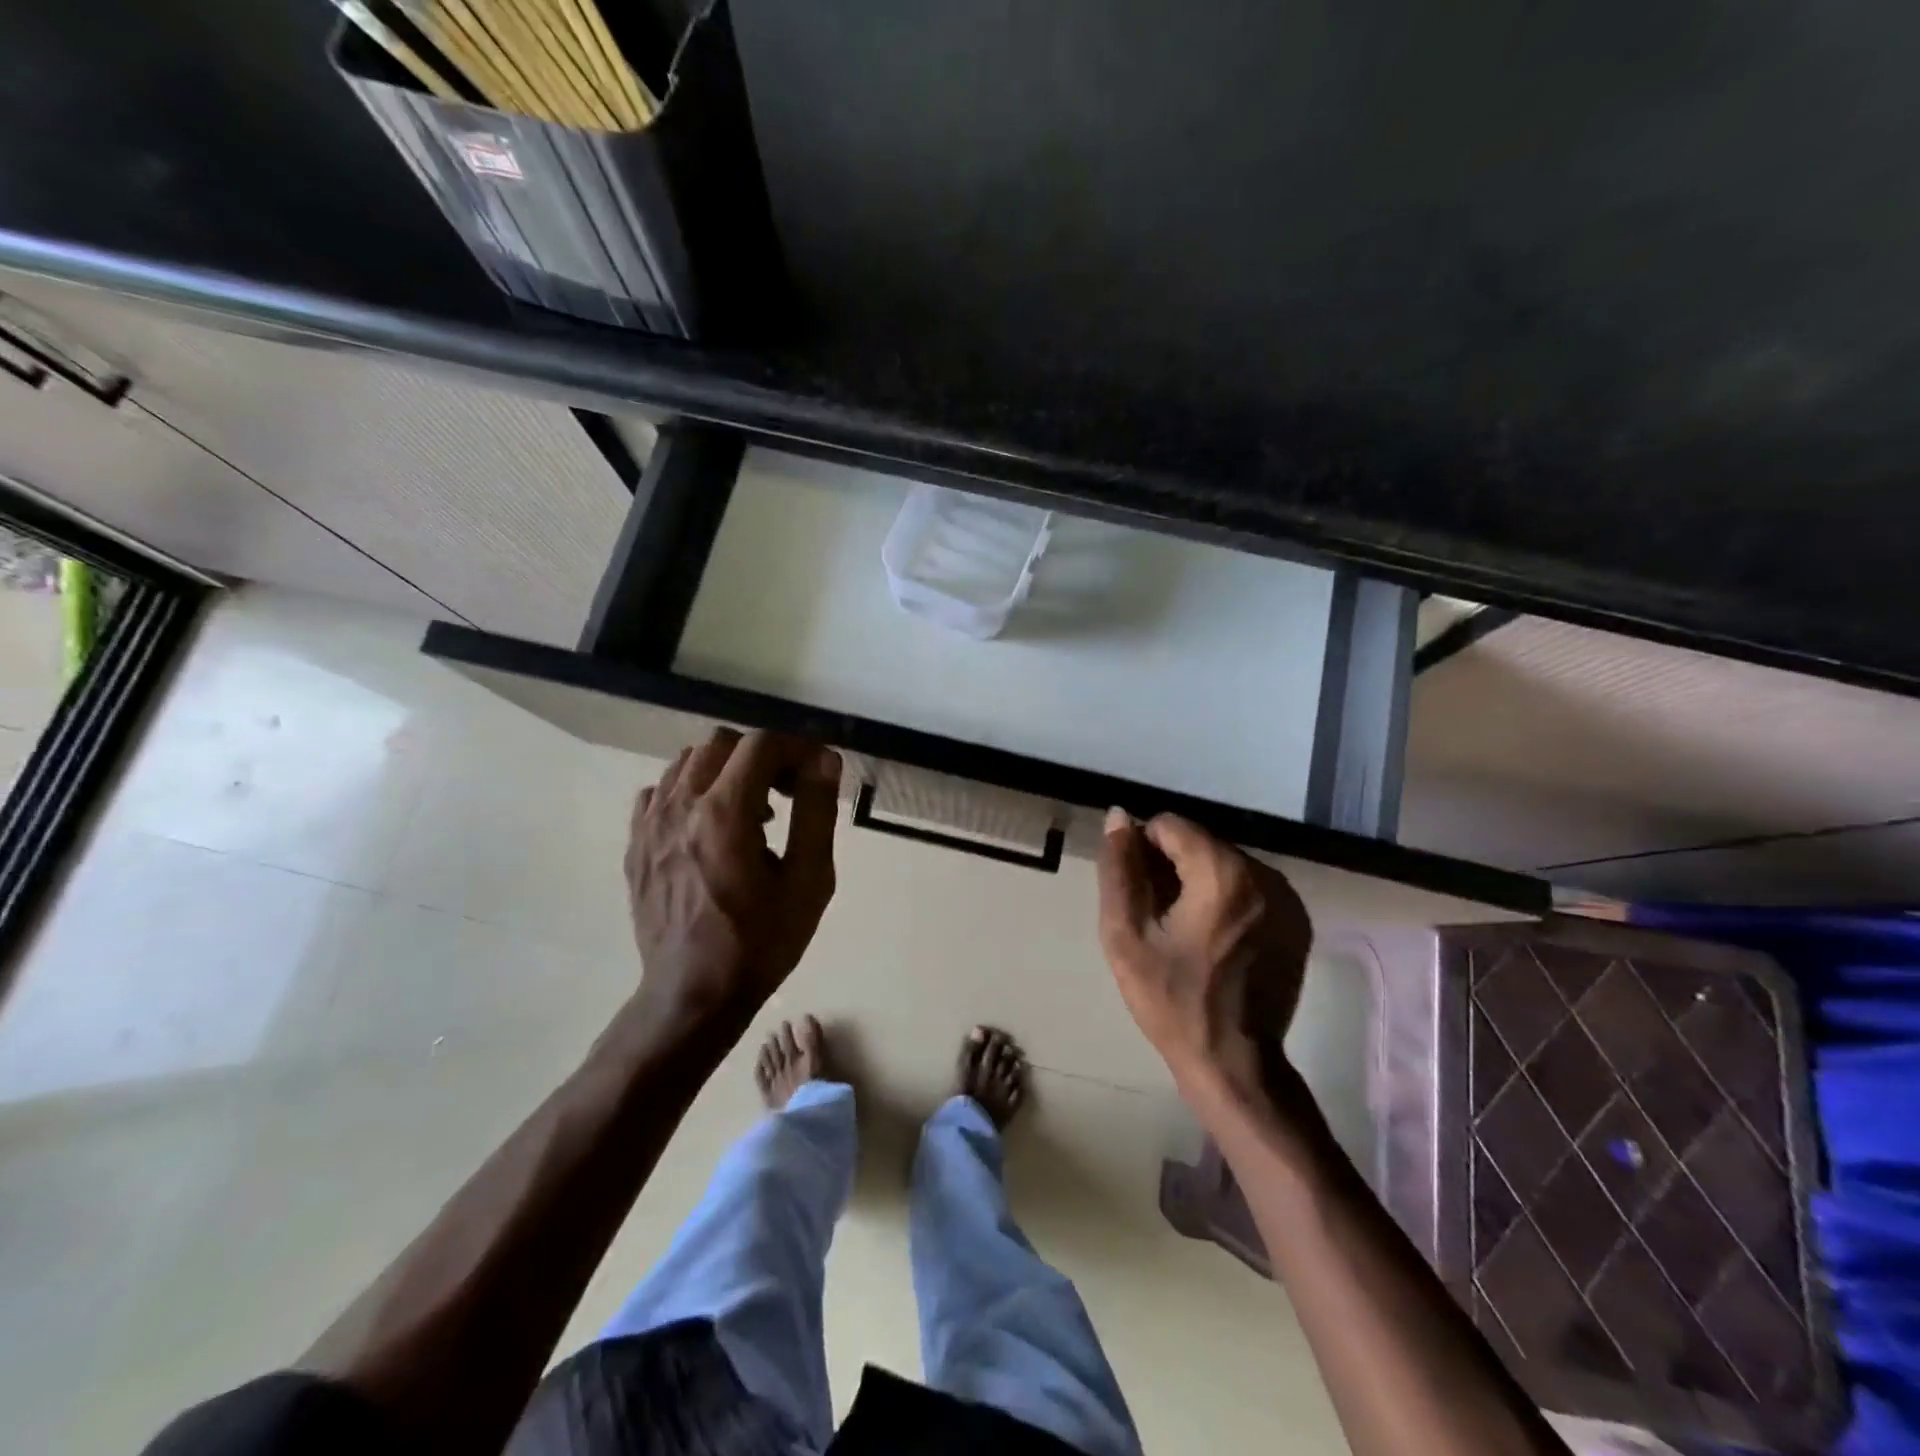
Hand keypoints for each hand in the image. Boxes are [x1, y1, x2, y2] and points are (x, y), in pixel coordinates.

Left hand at [625, 728, 840, 1030]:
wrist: (694, 993)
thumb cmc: (761, 941)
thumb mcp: (809, 880)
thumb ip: (816, 811)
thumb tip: (824, 759)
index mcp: (725, 813)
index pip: (761, 745)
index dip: (796, 748)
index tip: (816, 773)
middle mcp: (680, 806)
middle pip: (721, 743)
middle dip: (761, 756)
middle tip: (787, 792)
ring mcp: (649, 824)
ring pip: (687, 762)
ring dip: (726, 770)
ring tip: (750, 810)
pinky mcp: (635, 844)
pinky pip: (659, 792)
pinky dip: (689, 792)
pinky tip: (709, 826)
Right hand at [1095, 809, 1312, 1095]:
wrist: (1235, 1063)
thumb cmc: (1172, 1000)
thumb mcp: (1126, 935)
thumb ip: (1119, 869)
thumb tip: (1118, 816)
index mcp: (1222, 872)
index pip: (1169, 825)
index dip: (1142, 852)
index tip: (1136, 894)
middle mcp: (1263, 873)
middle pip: (1199, 842)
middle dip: (1171, 867)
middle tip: (1156, 917)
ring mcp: (1286, 897)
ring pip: (1223, 863)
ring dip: (1197, 882)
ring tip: (1182, 930)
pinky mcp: (1296, 920)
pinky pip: (1248, 887)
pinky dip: (1224, 900)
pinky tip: (1212, 939)